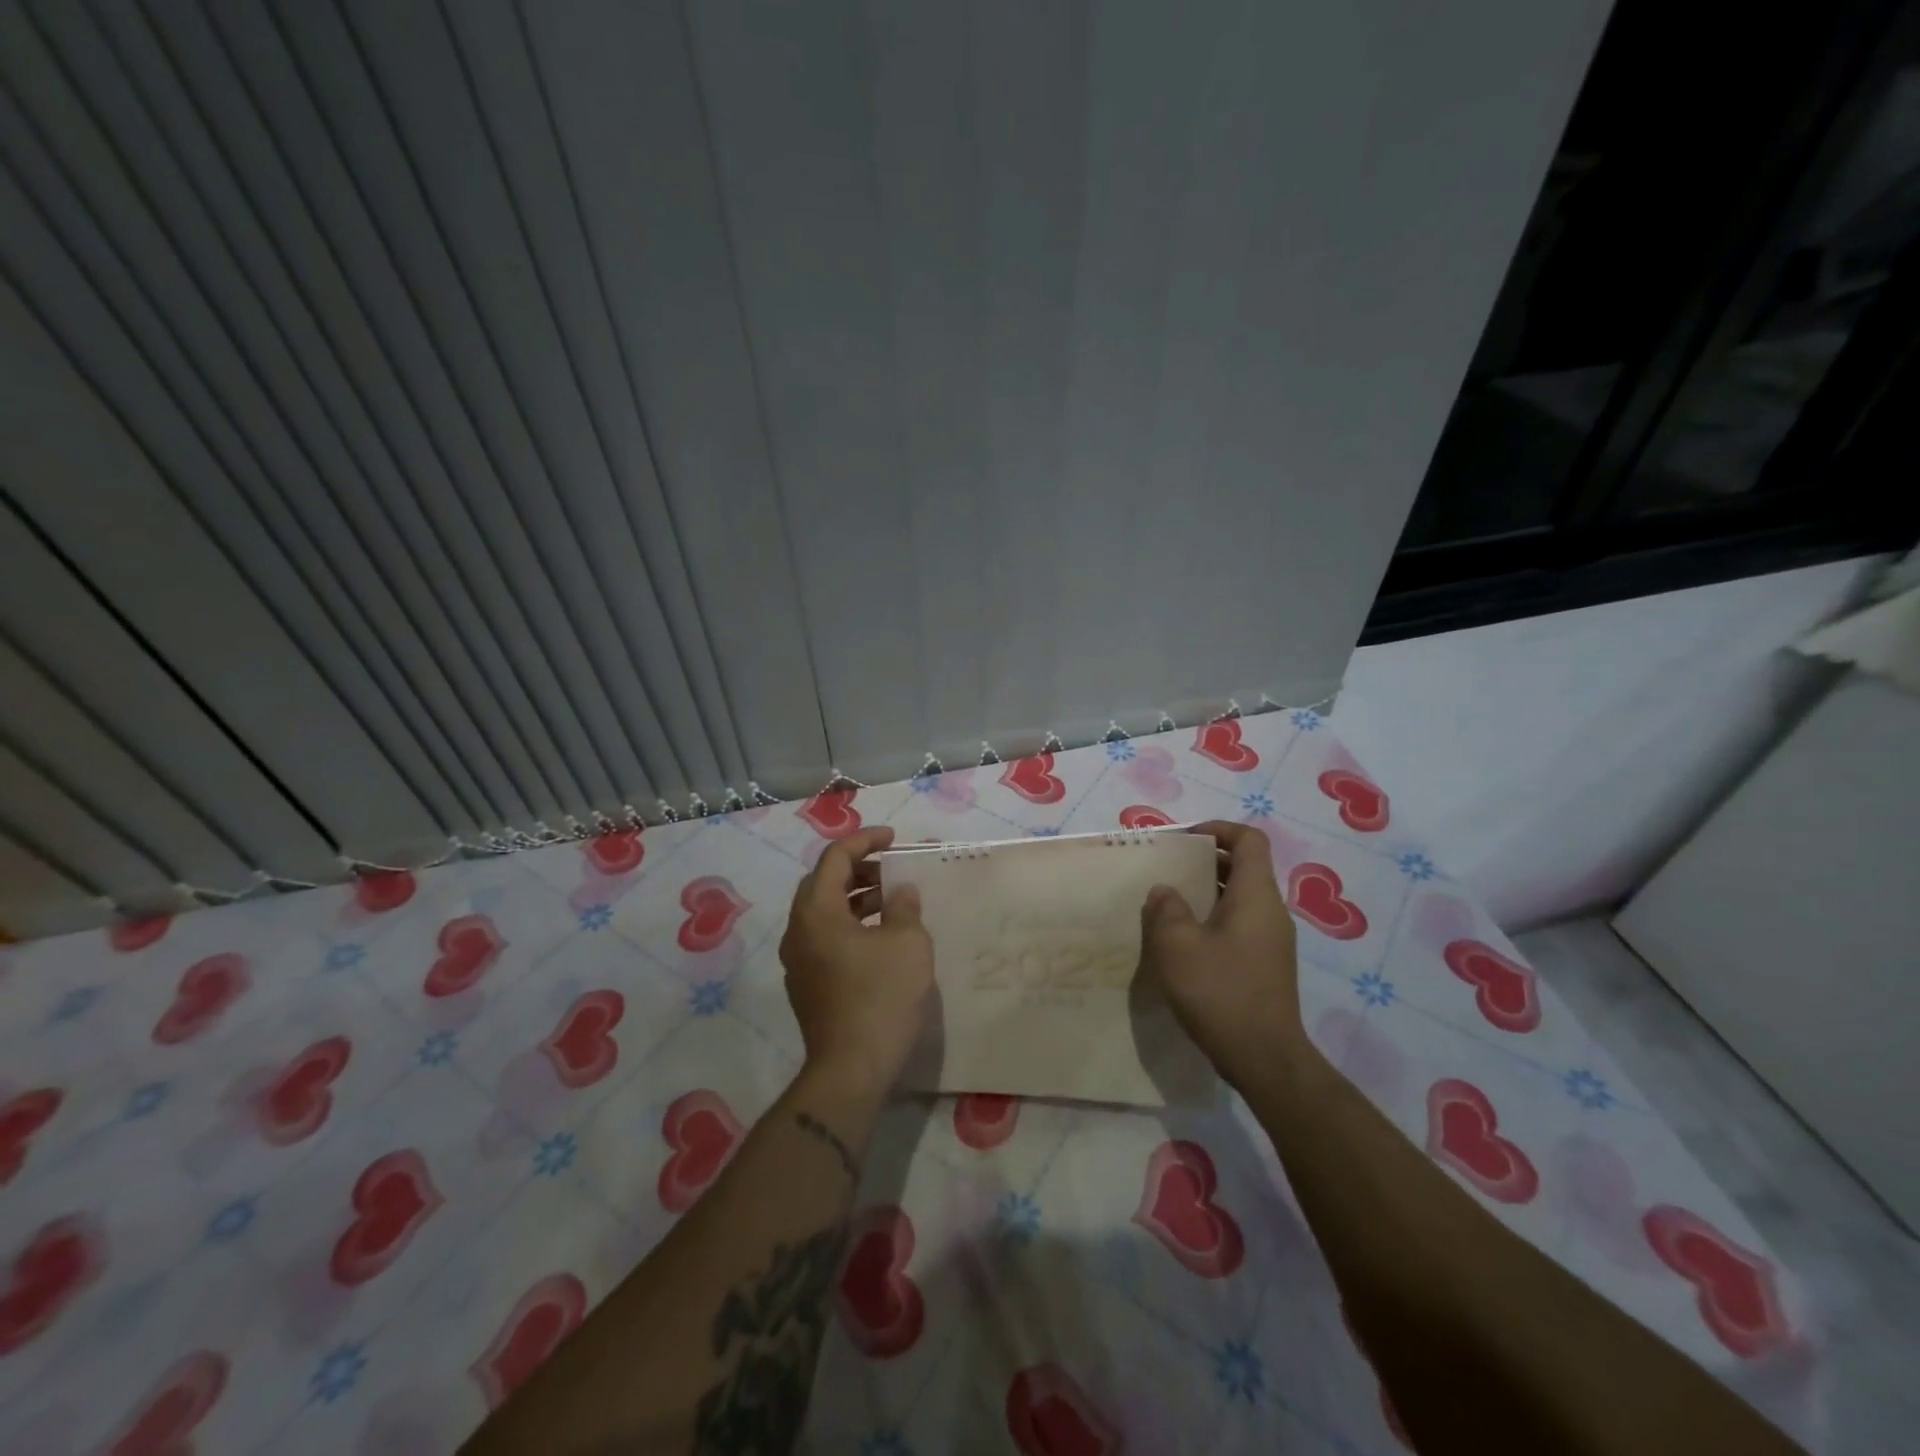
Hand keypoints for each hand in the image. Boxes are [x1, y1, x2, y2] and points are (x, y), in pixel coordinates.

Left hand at [779, 826, 934, 1100]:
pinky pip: (825, 938)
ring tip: (891, 900)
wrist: (852, 1069)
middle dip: (859, 869)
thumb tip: (900, 892)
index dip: (865, 841)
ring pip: (824, 912)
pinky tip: (879, 937)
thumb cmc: (881, 997)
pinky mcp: (806, 985)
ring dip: (855, 898)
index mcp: (815, 912)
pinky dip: (849, 924)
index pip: (835, 858)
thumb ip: (904, 906)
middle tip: (892, 869)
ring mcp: (798, 960)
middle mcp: (797, 931)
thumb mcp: (907, 943)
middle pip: (823, 883)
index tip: (894, 839)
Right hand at [1141, 820, 1304, 1086]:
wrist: (1264, 1059)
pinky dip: (1213, 920)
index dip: (1218, 829)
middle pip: (1244, 867)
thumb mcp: (1177, 945)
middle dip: (1205, 862)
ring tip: (1169, 905)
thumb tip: (1166, 891)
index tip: (1184, 839)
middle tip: (1168, 870)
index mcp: (1256, 896)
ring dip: (1206, 893)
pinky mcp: (1266, 966)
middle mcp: (1271, 911)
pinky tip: (1184, 944)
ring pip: (1240, 899)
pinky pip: (1240, 926)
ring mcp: (1272, 941)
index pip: (1249, 840)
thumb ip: (1167, 909)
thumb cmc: (1220, 992)